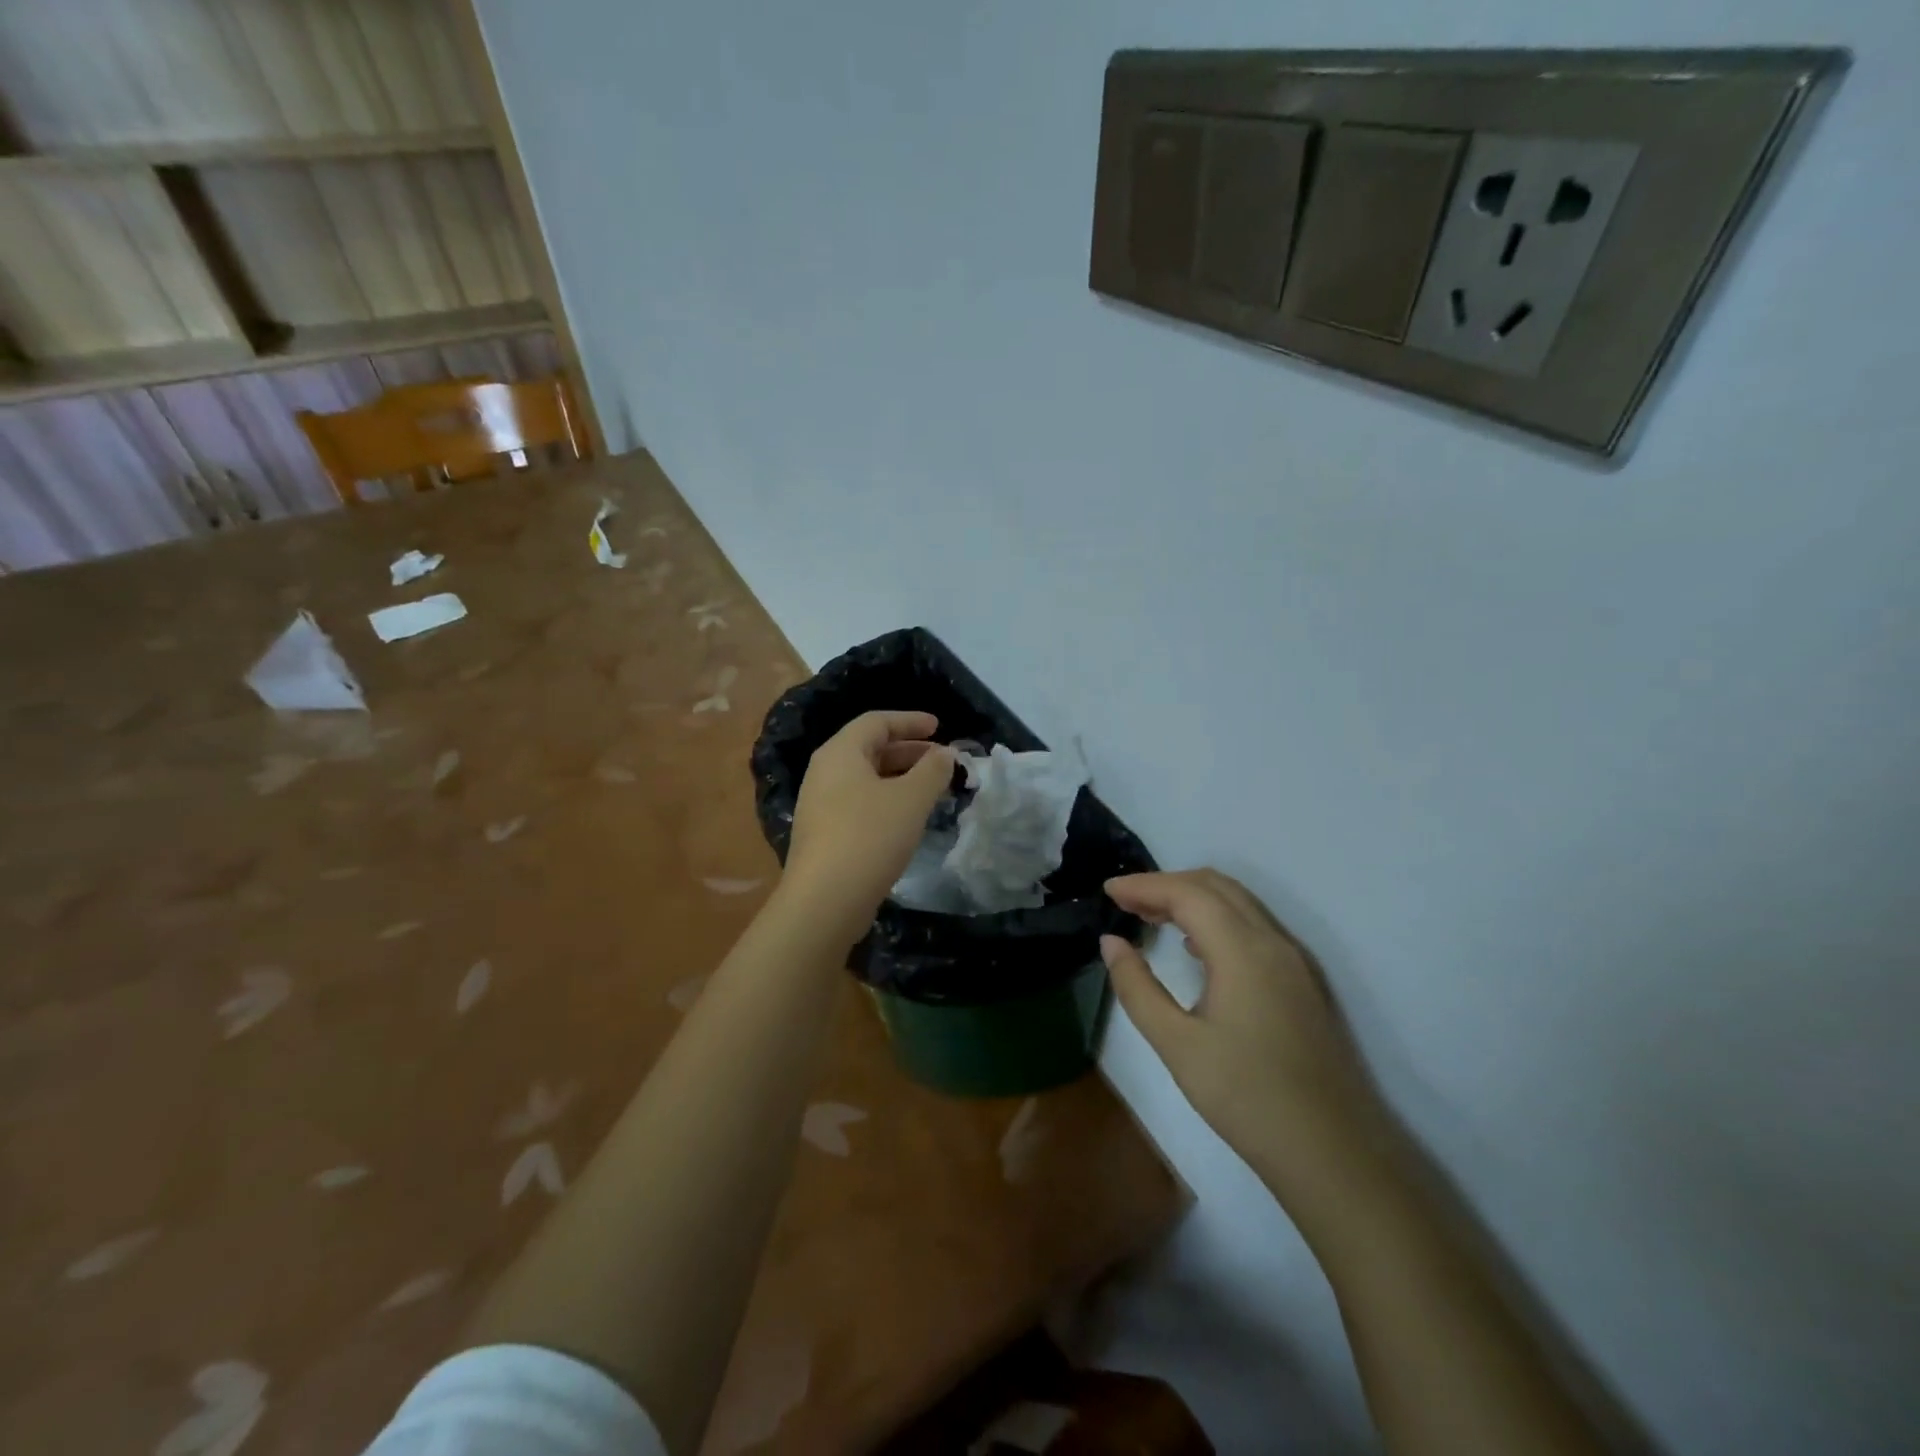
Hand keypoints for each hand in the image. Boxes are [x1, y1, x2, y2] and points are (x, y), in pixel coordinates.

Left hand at [782, 711, 954, 941]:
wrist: (825, 900)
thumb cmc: (870, 836)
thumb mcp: (911, 799)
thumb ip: (933, 770)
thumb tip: (946, 753)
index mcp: (840, 753)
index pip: (876, 721)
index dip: (910, 721)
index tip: (939, 726)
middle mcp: (824, 772)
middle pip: (869, 748)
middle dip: (909, 750)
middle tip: (941, 760)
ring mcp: (821, 805)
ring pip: (866, 778)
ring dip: (901, 778)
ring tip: (932, 789)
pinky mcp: (824, 834)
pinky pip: (860, 803)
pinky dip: (888, 800)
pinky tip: (909, 818)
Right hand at [1101, 870, 1385, 1201]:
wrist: (1333, 1154)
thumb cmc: (1246, 1098)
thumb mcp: (1177, 1045)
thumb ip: (1138, 988)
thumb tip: (1111, 943)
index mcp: (1243, 950)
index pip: (1187, 893)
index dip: (1144, 885)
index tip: (1107, 890)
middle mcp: (1273, 941)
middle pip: (1216, 886)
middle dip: (1167, 884)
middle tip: (1125, 901)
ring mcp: (1294, 960)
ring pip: (1238, 903)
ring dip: (1193, 898)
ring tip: (1150, 917)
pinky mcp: (1302, 981)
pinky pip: (1254, 925)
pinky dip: (1217, 918)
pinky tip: (1194, 947)